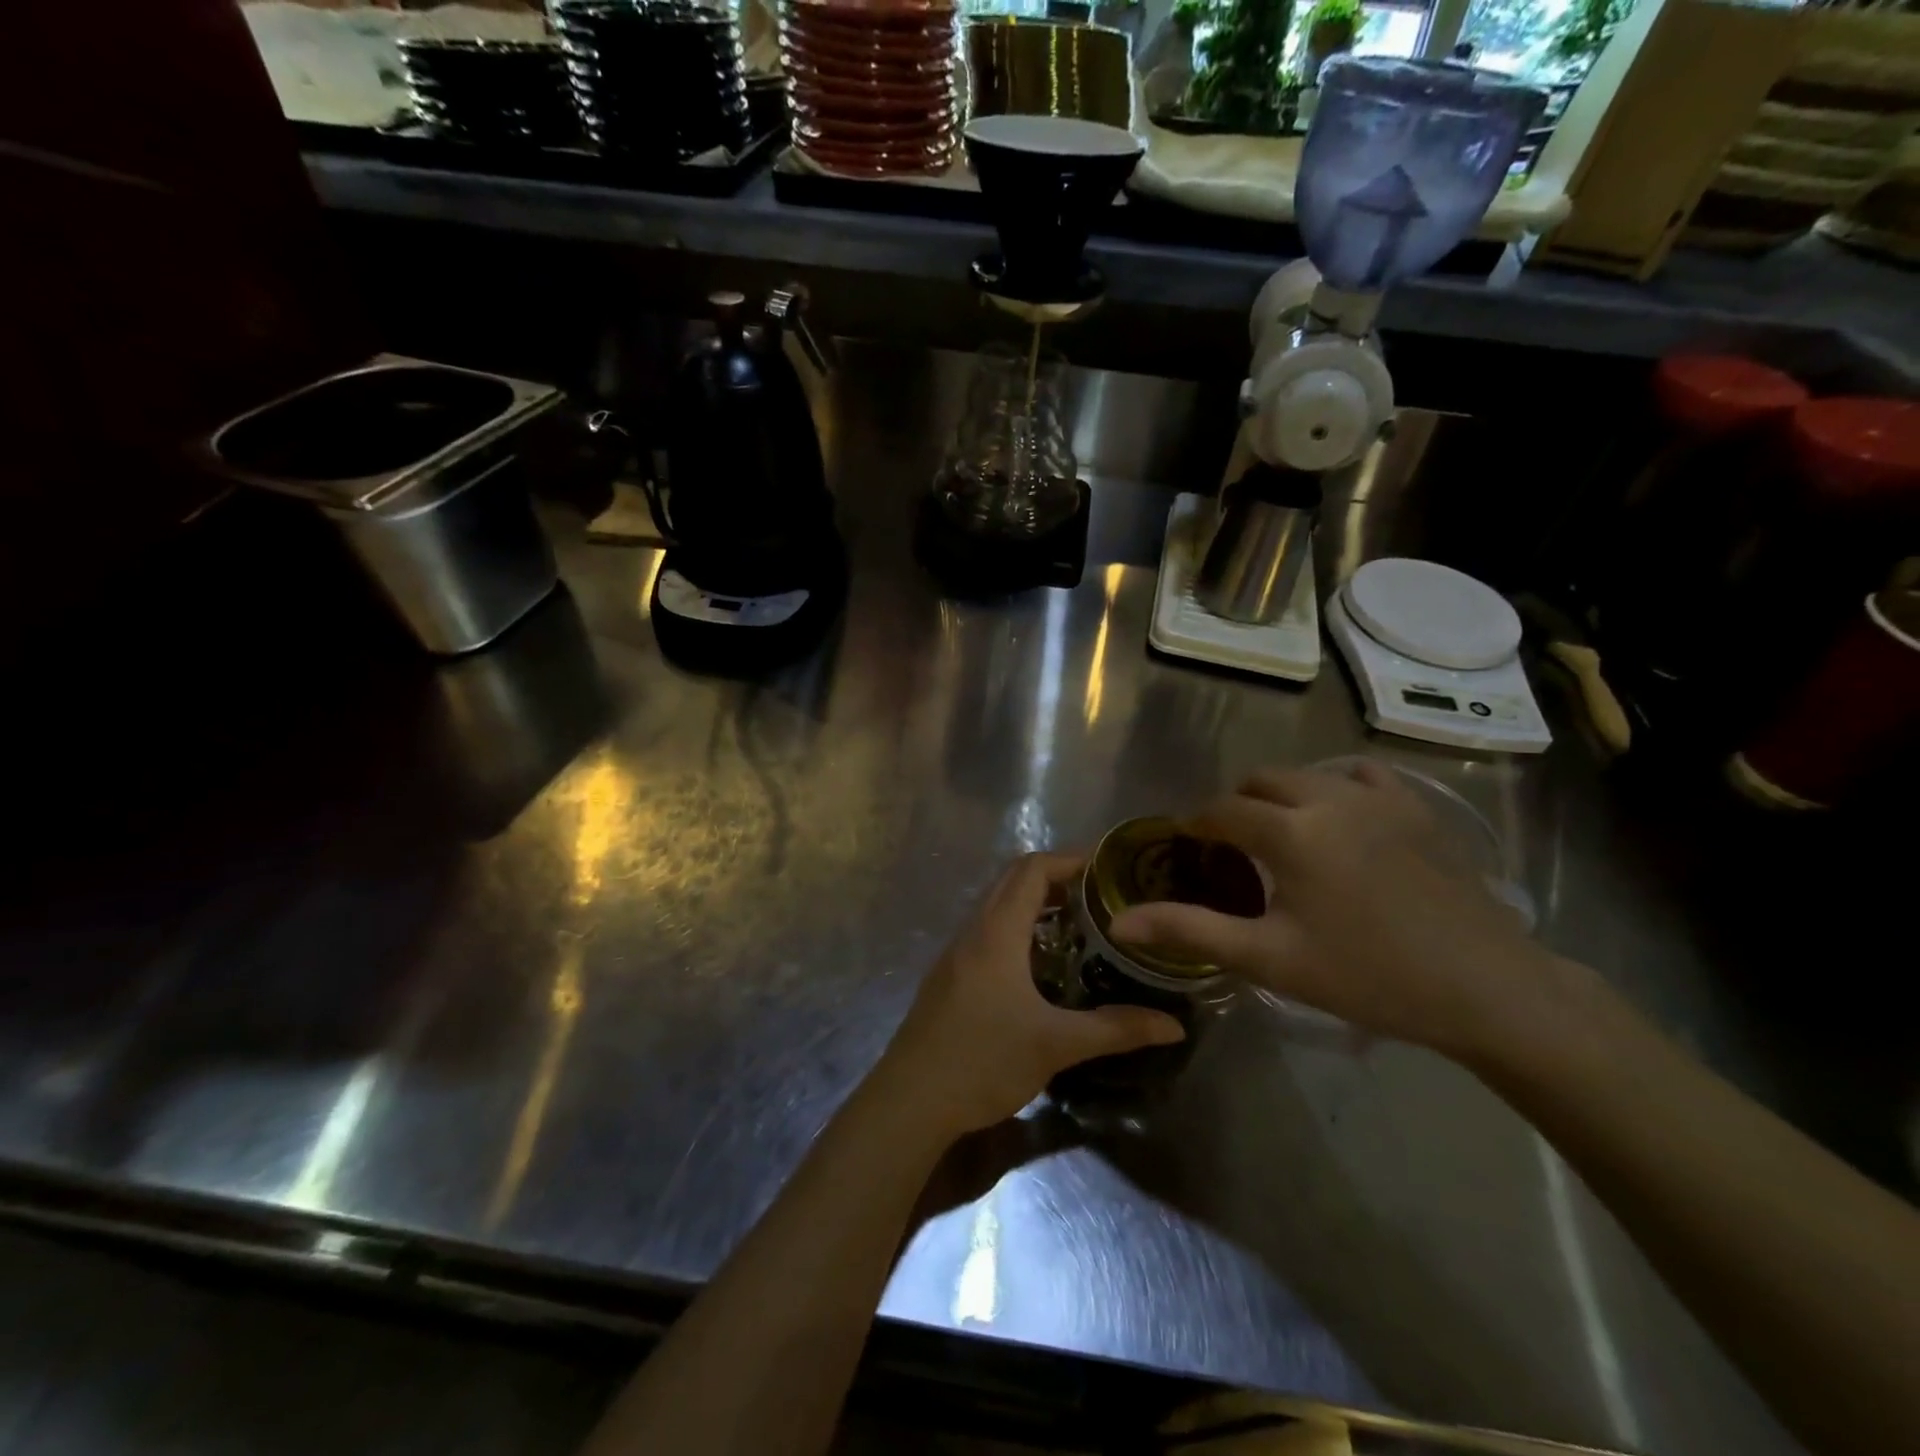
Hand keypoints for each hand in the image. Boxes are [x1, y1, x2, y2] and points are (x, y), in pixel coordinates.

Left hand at [873, 854, 1185, 1139]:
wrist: (910, 1100)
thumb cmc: (983, 1061)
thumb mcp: (1056, 1044)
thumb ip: (1116, 1030)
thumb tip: (1173, 1026)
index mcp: (996, 932)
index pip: (1032, 869)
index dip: (1070, 859)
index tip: (1109, 868)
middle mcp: (973, 931)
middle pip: (1013, 880)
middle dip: (1057, 878)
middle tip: (1102, 895)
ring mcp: (955, 953)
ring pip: (997, 906)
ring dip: (1035, 904)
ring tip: (1080, 924)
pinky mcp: (949, 976)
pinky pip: (987, 931)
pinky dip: (1018, 928)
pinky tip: (1042, 965)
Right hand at [1110, 762, 1553, 1061]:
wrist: (1487, 989)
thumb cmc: (1368, 976)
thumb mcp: (1269, 959)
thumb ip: (1190, 930)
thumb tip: (1119, 921)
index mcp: (1290, 832)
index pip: (1222, 811)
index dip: (1196, 824)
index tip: (1185, 845)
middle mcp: (1329, 798)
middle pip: (1260, 782)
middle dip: (1235, 806)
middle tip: (1230, 848)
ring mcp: (1379, 797)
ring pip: (1307, 774)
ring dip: (1281, 794)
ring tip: (1280, 833)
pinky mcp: (1416, 807)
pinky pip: (1361, 774)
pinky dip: (1334, 785)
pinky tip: (1338, 816)